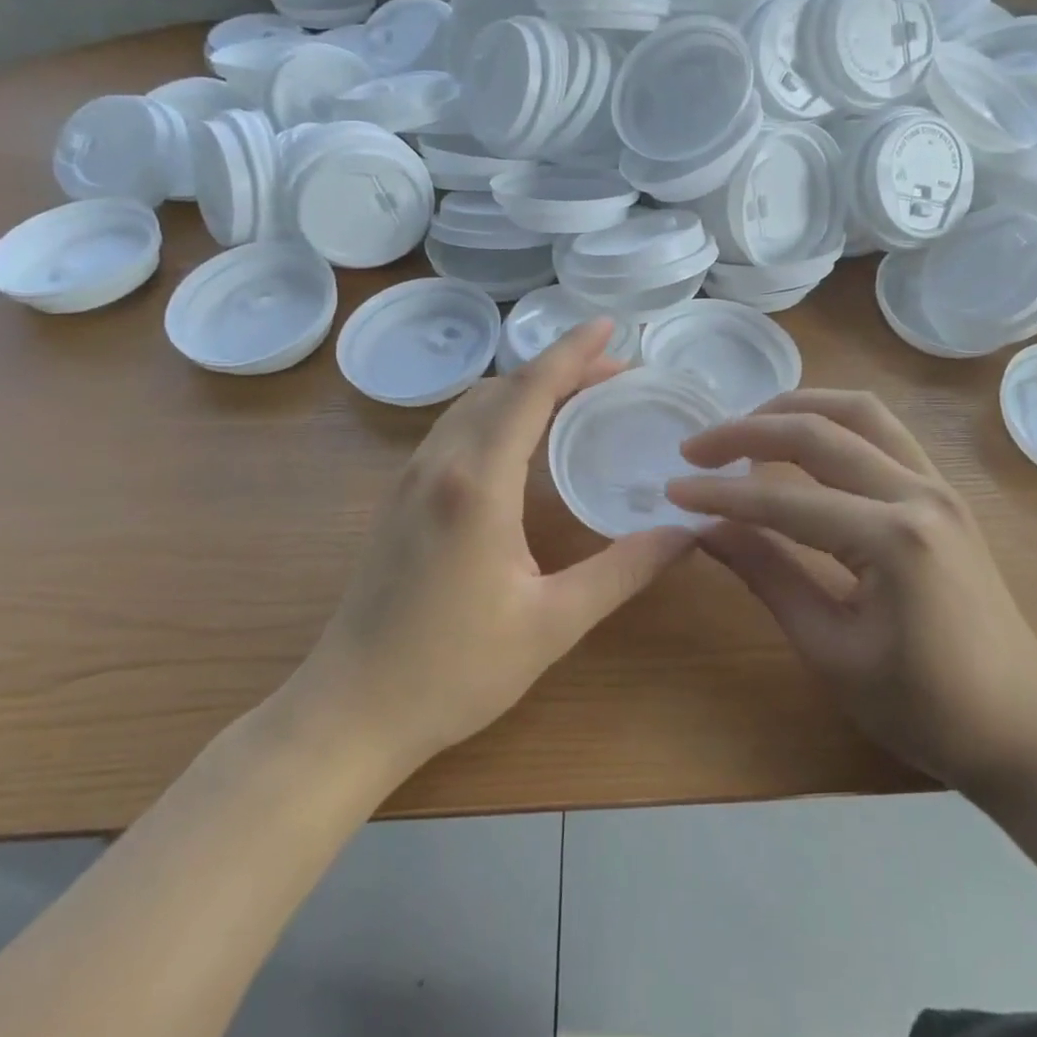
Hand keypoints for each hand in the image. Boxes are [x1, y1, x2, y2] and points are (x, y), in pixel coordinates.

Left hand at [291, 321, 694, 776]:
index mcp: (477, 483)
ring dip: (524, 388)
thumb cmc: (454, 670)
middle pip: (502, 388)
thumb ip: (623, 570)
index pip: (530, 392)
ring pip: (473, 404)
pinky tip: (520, 436)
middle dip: (558, 368)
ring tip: (575, 394)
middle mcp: (439, 464)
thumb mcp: (553, 622)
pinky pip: (454, 428)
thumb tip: (686, 532)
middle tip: (612, 372)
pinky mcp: (399, 497)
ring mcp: (410, 478)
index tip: (606, 326)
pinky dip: (497, 411)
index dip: (571, 353)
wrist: (350, 710)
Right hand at [666, 391, 1036, 801]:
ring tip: (746, 427)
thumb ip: (768, 575)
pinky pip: (884, 430)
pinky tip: (803, 439)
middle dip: (748, 431)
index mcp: (894, 539)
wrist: (1023, 731)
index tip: (673, 490)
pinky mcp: (944, 491)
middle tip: (696, 447)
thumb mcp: (831, 651)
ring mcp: (938, 485)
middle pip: (819, 432)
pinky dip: (834, 421)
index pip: (784, 499)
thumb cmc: (925, 709)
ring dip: (795, 408)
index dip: (721, 494)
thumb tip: (706, 528)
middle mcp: (920, 492)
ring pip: (858, 412)